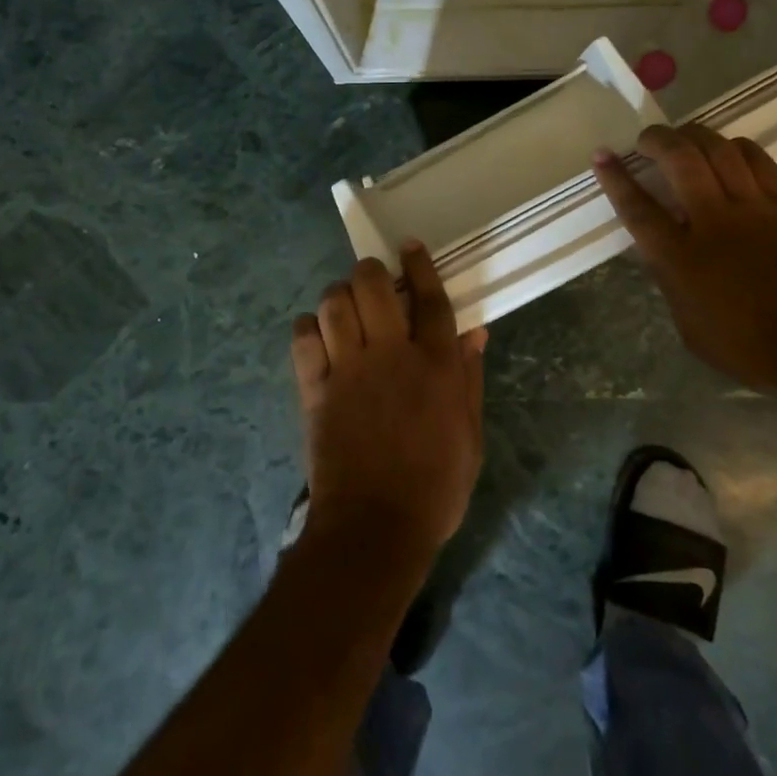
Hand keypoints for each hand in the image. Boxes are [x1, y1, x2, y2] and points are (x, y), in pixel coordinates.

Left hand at [290, 245, 487, 568]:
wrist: (374, 530)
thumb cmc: (434, 486)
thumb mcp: (470, 435)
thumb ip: (470, 378)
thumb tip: (473, 332)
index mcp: (434, 365)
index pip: (429, 297)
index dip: (419, 264)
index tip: (409, 244)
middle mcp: (390, 356)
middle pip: (373, 285)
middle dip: (370, 271)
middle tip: (373, 280)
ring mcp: (349, 370)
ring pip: (335, 304)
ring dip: (339, 295)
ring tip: (345, 306)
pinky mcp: (315, 390)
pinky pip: (303, 340)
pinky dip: (308, 328)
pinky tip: (317, 334)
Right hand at [592, 124, 776, 396]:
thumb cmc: (755, 348)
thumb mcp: (692, 329)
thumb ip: (672, 285)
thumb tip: (663, 256)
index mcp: (681, 258)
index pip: (638, 207)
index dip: (616, 178)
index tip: (602, 155)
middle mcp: (713, 221)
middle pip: (679, 159)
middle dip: (656, 139)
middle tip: (647, 139)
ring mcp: (754, 208)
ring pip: (719, 150)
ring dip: (695, 135)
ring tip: (684, 138)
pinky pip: (759, 160)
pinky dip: (737, 148)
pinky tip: (729, 151)